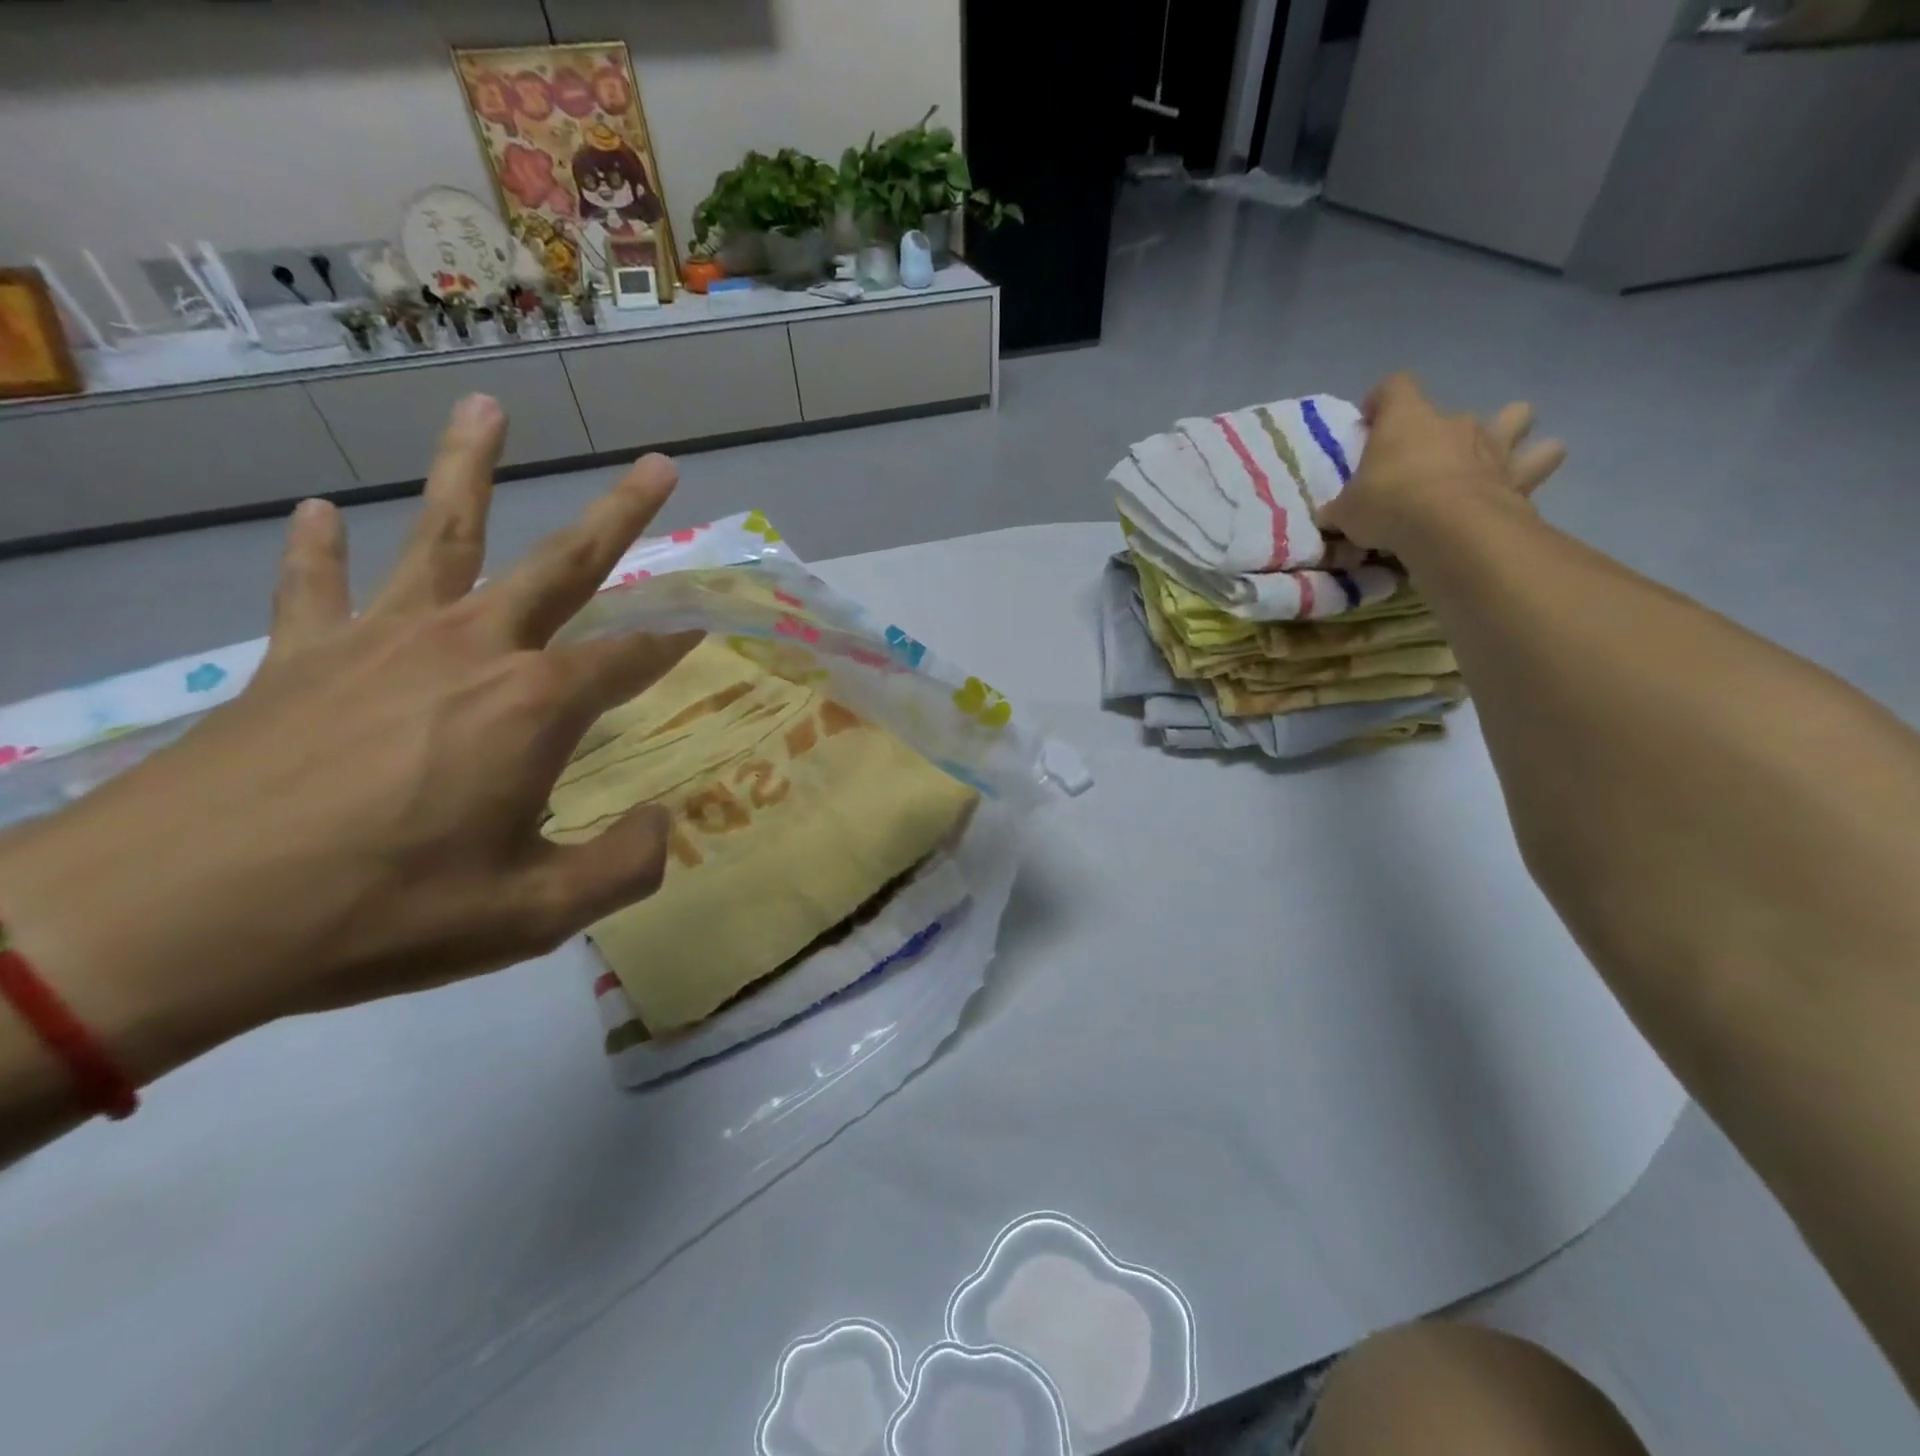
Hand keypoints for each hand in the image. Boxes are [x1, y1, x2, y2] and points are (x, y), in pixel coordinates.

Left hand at [0, 395, 698, 1098]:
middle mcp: (473, 649)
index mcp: (535, 706)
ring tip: (486, 407)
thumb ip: (623, 866)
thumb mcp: (533, 916)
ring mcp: (381, 642)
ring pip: (440, 535)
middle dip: (621, 513)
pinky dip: (316, 550)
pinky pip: (314, 587)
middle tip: (659, 464)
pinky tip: (316, 514)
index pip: (632, 658)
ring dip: (468, 467)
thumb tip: (662, 824)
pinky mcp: (299, 658)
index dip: (678, 640)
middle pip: (564, 563)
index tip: (710, 618)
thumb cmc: (380, 913)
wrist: (167, 920)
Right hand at [1321, 373, 1567, 553]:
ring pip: (1516, 418)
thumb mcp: (1346, 511)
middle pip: (1454, 409)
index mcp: (1406, 420)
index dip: (1382, 399)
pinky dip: (1533, 468)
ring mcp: (1492, 445)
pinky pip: (1539, 461)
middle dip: (1442, 429)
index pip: (1395, 386)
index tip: (1370, 419)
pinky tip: (1518, 485)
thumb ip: (1342, 507)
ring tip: (1492, 457)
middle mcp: (1453, 422)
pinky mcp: (1520, 475)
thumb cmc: (1388, 505)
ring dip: (1509, 431)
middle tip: (1427, 457)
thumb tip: (1332, 514)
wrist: (1449, 527)